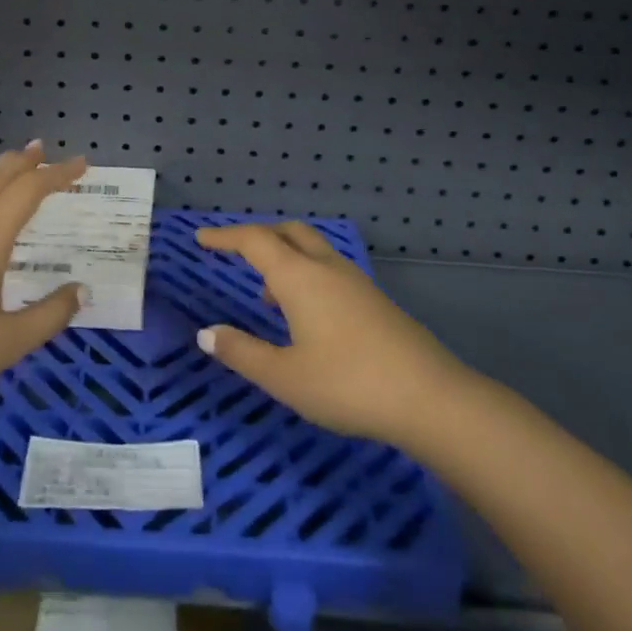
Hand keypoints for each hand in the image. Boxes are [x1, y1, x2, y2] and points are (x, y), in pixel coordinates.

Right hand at [194, 222, 468, 447]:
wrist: (430, 398)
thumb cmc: (348, 384)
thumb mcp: (284, 377)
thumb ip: (242, 352)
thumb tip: (206, 333)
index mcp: (299, 277)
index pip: (254, 241)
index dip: (224, 236)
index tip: (200, 237)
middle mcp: (327, 268)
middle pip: (288, 232)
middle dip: (258, 236)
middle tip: (234, 254)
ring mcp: (356, 282)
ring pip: (313, 250)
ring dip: (284, 258)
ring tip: (266, 295)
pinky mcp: (375, 300)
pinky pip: (330, 270)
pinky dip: (307, 275)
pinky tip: (306, 316)